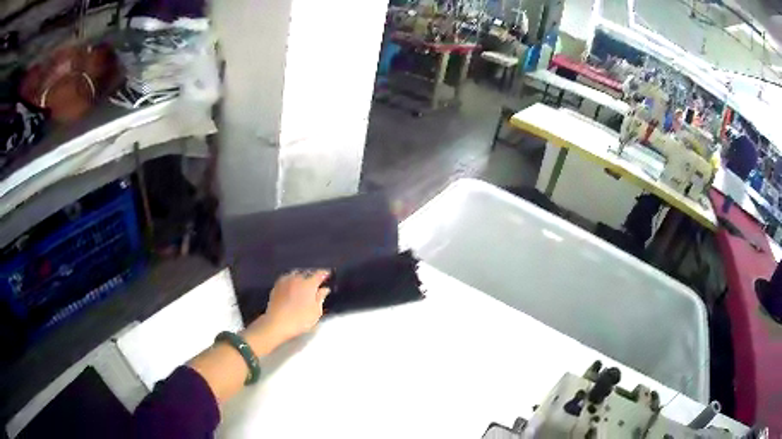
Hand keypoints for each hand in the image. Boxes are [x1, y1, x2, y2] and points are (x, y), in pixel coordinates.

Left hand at [245, 270, 330, 350]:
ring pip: (296, 273)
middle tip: (317, 281)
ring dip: (302, 276)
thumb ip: (321, 298)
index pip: (319, 274)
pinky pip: (287, 278)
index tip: (328, 274)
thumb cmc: (299, 319)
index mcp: (309, 284)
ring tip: (305, 282)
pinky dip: (292, 279)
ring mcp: (285, 281)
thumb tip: (324, 289)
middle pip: (307, 272)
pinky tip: (293, 285)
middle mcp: (297, 278)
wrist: (277, 323)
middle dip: (313, 275)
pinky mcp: (277, 285)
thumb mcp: (315, 312)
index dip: (325, 273)